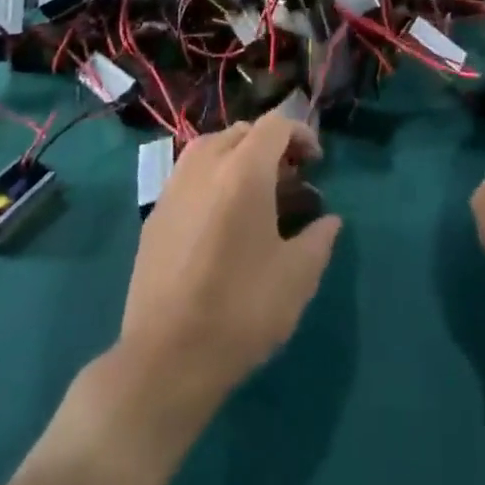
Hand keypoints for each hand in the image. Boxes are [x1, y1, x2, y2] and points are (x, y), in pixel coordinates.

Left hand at [118, 115, 341, 406]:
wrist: (165, 360)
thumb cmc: (241, 310)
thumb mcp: (297, 277)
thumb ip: (319, 239)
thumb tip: (329, 220)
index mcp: (244, 171)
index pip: (275, 125)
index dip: (301, 134)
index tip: (315, 162)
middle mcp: (205, 167)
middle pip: (242, 132)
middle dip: (270, 145)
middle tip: (289, 179)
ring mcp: (173, 189)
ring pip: (210, 148)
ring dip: (237, 157)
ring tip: (255, 193)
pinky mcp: (154, 216)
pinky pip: (188, 176)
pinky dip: (211, 179)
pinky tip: (221, 219)